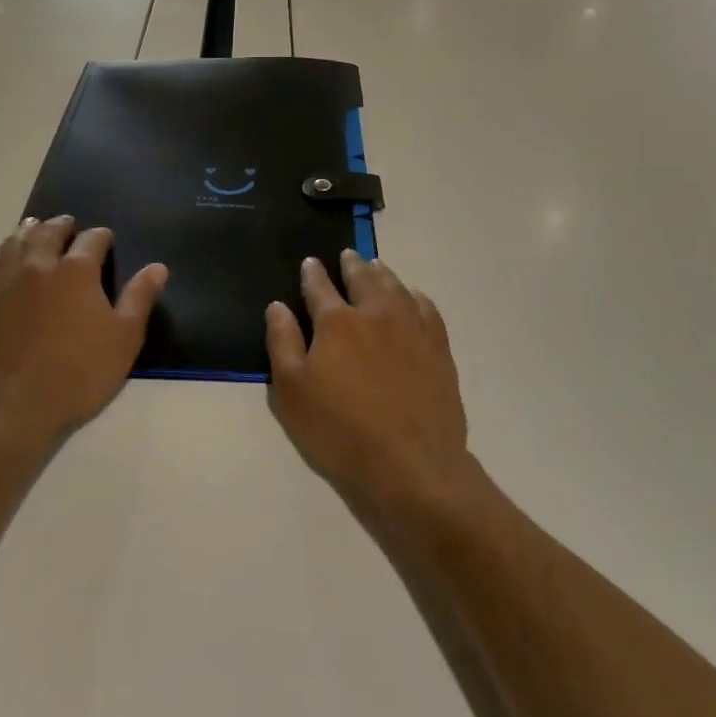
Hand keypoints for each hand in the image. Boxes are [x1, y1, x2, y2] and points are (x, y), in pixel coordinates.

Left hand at [0, 217, 166, 452]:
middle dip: (61, 225)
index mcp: (76, 270)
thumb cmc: (78, 372)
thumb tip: (158, 267)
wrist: (11, 408)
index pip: (92, 239)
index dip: (102, 236)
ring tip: (32, 232)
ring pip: (12, 245)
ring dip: (26, 235)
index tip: (106, 239)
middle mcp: (36, 266)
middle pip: (47, 232)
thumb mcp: (124, 338)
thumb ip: (140, 298)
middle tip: (67, 225)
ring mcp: (1, 283)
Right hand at [265, 251, 472, 511]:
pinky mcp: (437, 345)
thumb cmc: (340, 430)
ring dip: (382, 273)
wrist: (411, 462)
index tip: (310, 262)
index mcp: (337, 322)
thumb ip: (283, 342)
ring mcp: (411, 326)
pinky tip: (411, 296)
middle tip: (348, 255)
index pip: (320, 287)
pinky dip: (414, 295)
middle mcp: (375, 313)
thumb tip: (277, 305)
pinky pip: (425, 307)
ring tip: (375, 266)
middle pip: (362, 278)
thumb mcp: (292, 391)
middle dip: (351, 264)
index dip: (313, 273)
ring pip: (395, 286)